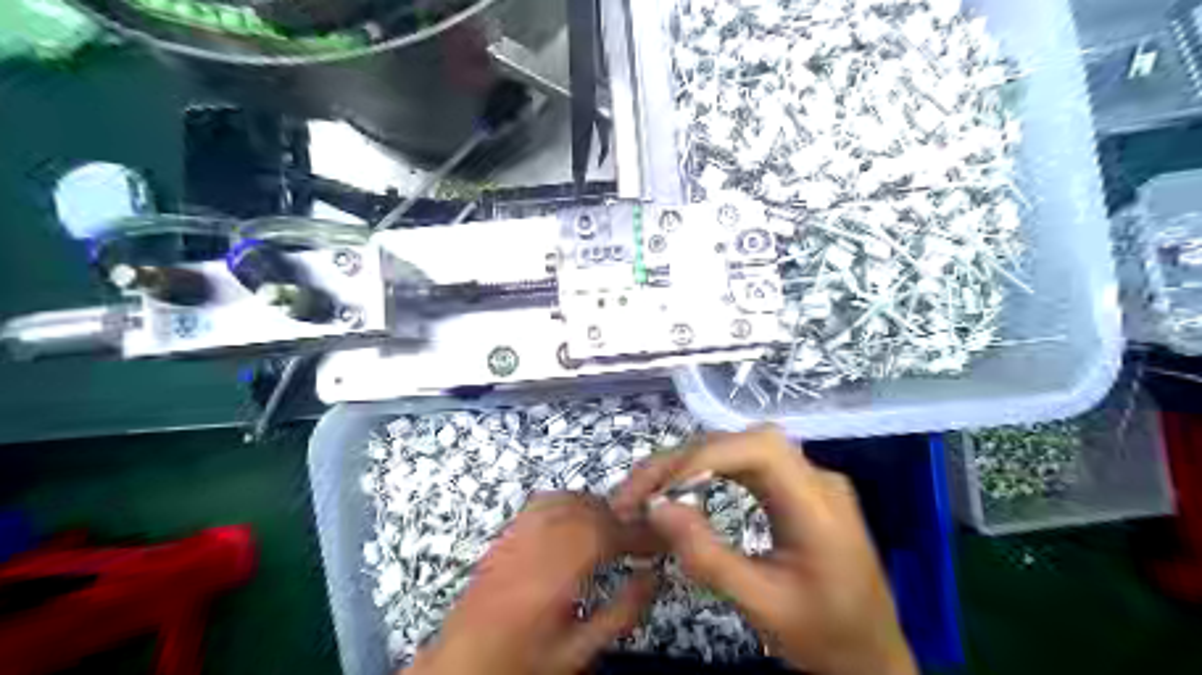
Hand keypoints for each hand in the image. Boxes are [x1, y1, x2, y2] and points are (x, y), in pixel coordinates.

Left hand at [405, 490, 654, 674]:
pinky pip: (543, 503)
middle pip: (586, 510)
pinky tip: (577, 522)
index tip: (657, 541)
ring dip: (596, 508)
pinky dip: (570, 503)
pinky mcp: (505, 535)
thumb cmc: (521, 665)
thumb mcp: (578, 652)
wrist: (461, 666)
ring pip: (565, 499)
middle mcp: (532, 545)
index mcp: (553, 575)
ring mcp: (515, 536)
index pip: (605, 533)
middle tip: (640, 538)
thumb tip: (653, 578)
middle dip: (620, 518)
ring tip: (613, 530)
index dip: (637, 532)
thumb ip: (621, 613)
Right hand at [615, 426, 916, 673]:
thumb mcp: (761, 605)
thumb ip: (707, 556)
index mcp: (819, 506)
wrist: (872, 657)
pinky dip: (711, 469)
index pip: (760, 449)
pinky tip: (687, 486)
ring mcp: (810, 480)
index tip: (659, 489)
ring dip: (693, 461)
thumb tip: (655, 507)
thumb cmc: (823, 636)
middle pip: (745, 442)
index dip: (705, 456)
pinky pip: (749, 463)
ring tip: (651, 487)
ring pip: (743, 447)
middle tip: (637, 490)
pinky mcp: (800, 488)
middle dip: (686, 458)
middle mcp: (817, 478)